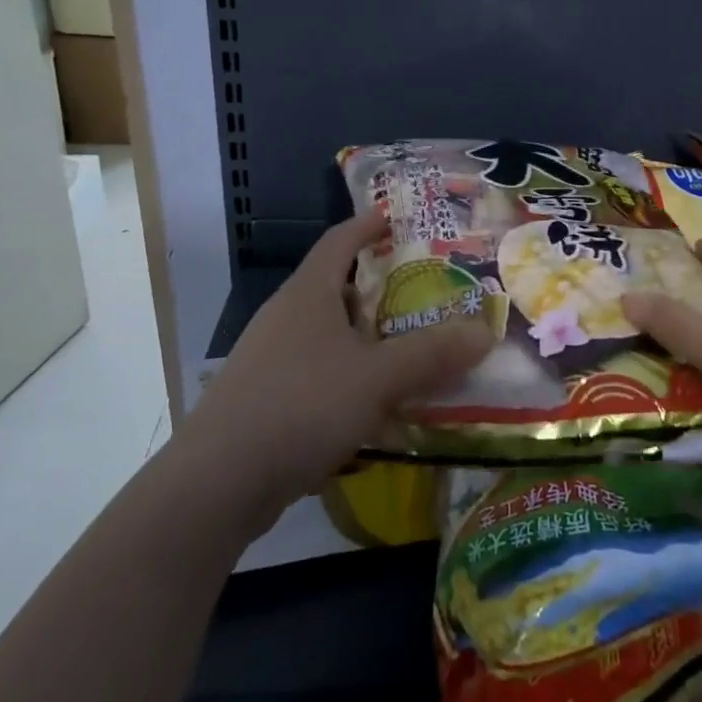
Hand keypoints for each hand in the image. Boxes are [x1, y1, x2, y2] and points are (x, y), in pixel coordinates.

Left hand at [176, 212, 493, 538]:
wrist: (216, 484)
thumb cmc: (300, 406)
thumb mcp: (376, 377)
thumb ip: (431, 354)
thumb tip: (484, 331)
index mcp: (308, 293)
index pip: (340, 240)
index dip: (368, 225)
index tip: (395, 217)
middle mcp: (285, 316)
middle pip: (335, 286)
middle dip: (376, 286)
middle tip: (420, 291)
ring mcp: (269, 358)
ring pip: (326, 333)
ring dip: (363, 337)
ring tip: (404, 348)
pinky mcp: (262, 399)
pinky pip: (315, 372)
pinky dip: (345, 376)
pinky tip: (369, 405)